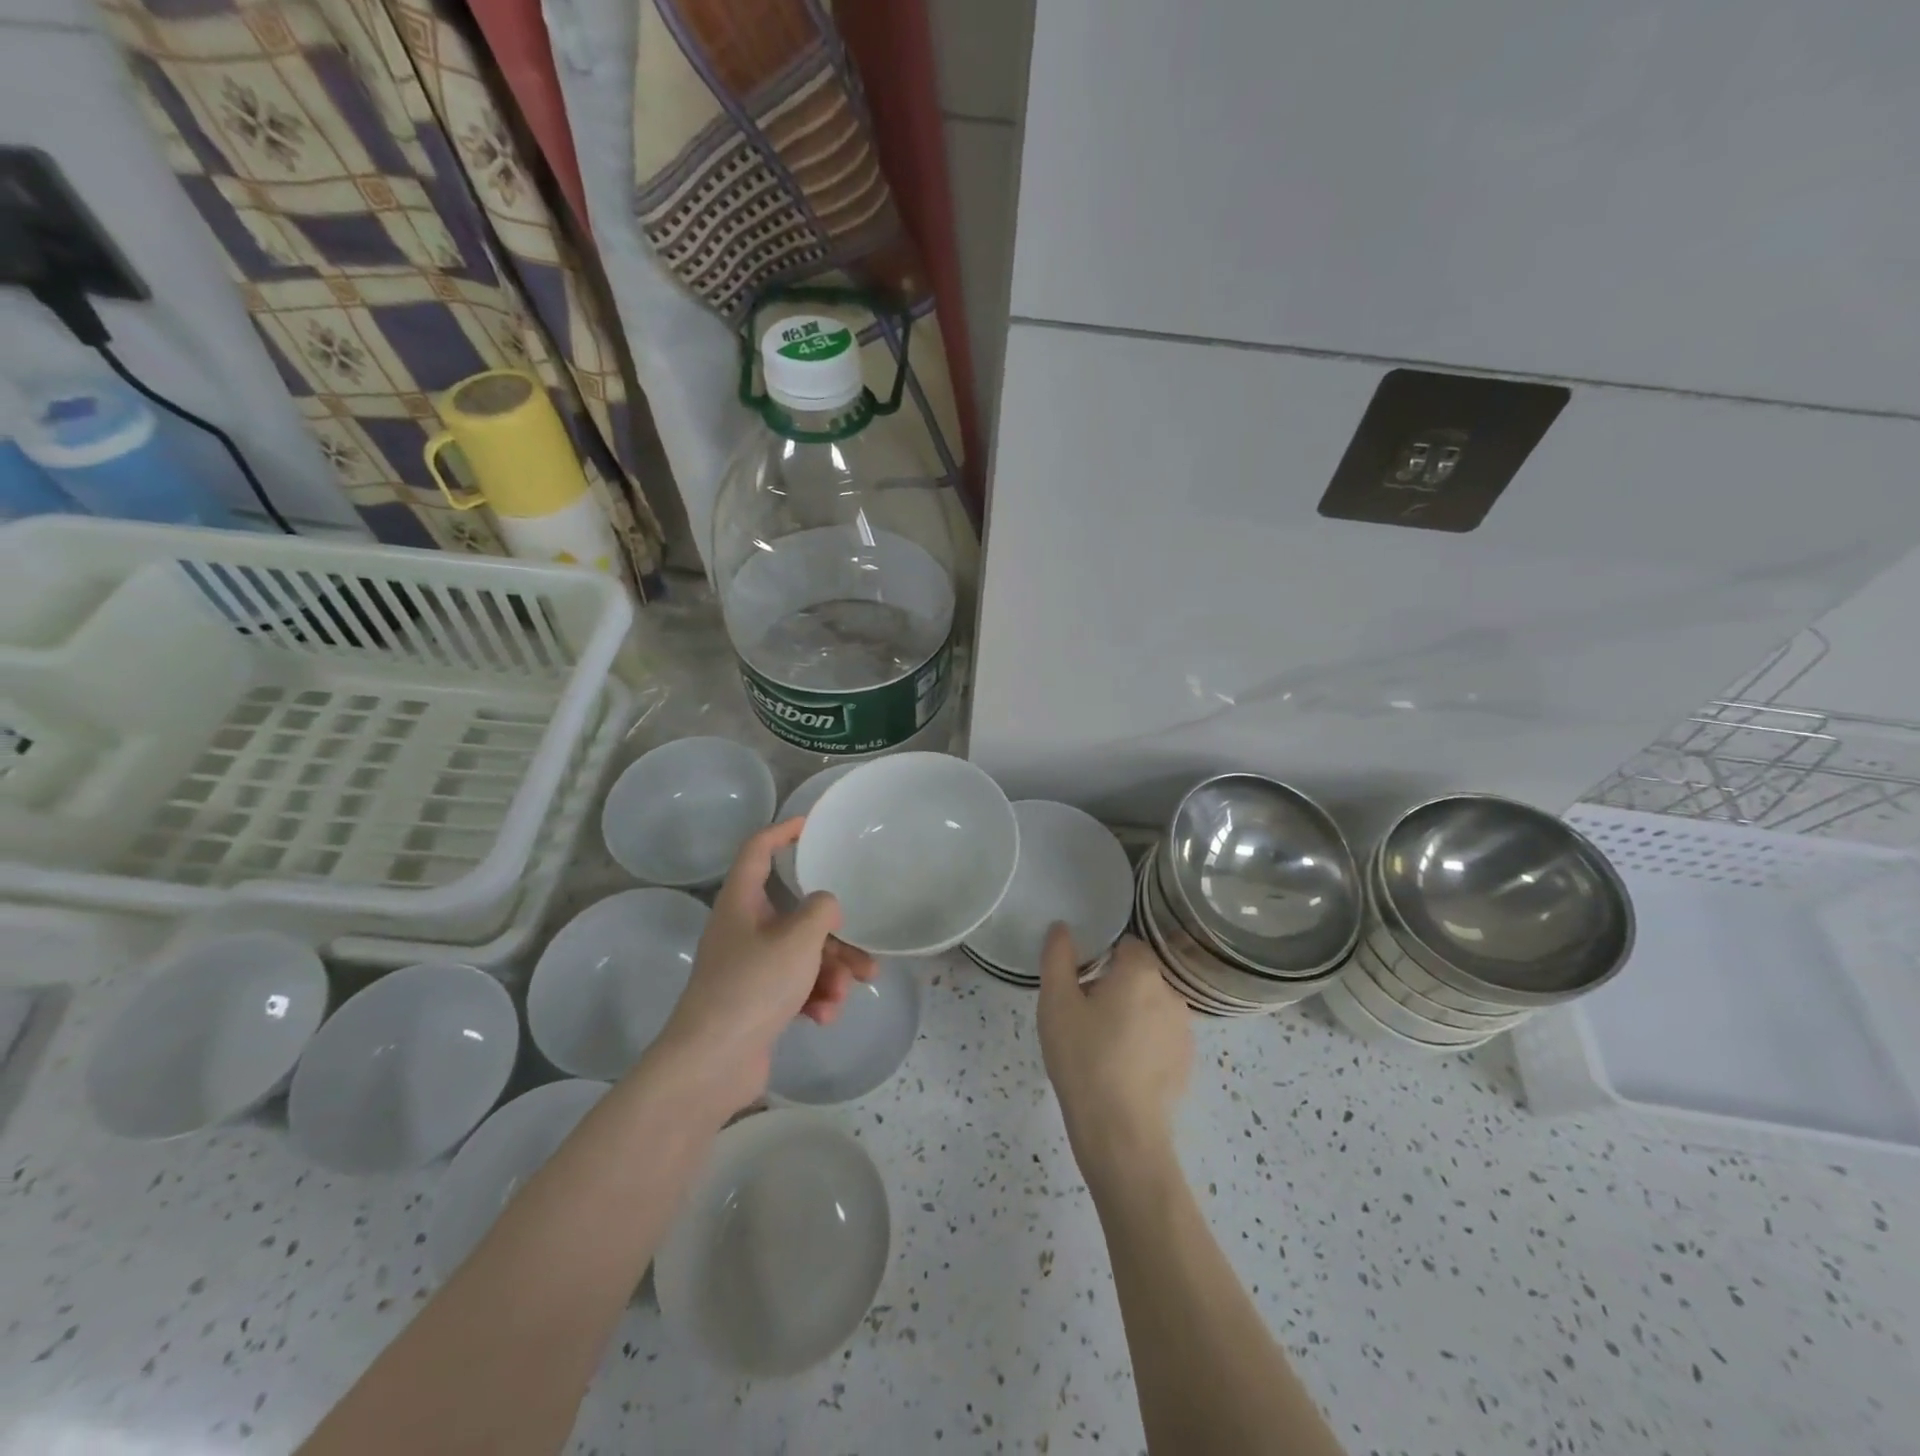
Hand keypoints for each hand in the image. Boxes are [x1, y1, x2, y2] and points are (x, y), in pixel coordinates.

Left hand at [653, 819, 876, 1114]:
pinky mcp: (756, 1001)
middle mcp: (743, 929)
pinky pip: (795, 986)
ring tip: (845, 994)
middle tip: (864, 953)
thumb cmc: (752, 987)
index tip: (812, 825)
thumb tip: (826, 906)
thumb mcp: (797, 940)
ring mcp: (748, 967)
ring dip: (830, 973)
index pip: (758, 850)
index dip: (783, 831)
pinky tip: (824, 1017)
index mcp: (741, 903)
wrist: (712, 1064)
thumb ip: (821, 910)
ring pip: (802, 955)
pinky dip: (813, 997)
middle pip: (796, 915)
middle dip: (834, 936)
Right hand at [1038, 926, 1192, 1182]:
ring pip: (1151, 1006)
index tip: (1081, 981)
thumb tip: (1062, 928)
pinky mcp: (1187, 1061)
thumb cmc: (1084, 1059)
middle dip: (1114, 986)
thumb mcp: (1056, 1003)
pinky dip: (1144, 1042)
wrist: (1120, 1132)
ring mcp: (1184, 1030)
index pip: (1127, 944)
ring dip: (1131, 1014)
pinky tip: (1122, 1067)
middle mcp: (1171, 993)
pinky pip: (1161, 1036)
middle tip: (1084, 1015)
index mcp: (1141, 972)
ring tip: (1101, 1044)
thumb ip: (1057, 958)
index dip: (1102, 956)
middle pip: (1139, 975)